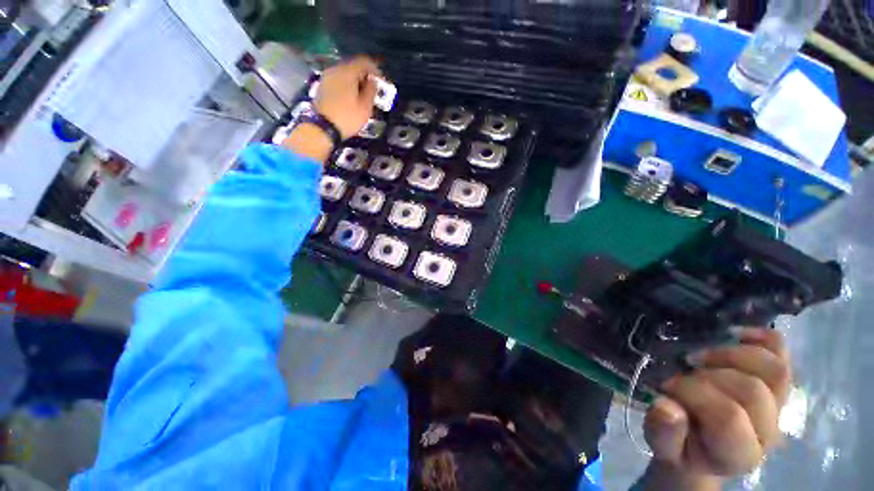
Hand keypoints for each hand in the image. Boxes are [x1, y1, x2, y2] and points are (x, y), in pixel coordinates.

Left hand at [314, 55, 380, 139]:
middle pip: (353, 66)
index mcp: (348, 72)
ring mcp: (327, 77)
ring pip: (345, 73)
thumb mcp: (365, 107)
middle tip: (372, 88)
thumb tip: (373, 82)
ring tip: (362, 94)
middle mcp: (336, 69)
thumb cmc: (347, 117)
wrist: (322, 127)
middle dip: (364, 75)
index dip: (375, 69)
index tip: (381, 80)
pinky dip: (347, 85)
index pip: (364, 62)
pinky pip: (338, 80)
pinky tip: (351, 97)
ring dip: (355, 81)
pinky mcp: (322, 85)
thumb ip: (371, 91)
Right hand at [643, 327, 790, 487]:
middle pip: (753, 391)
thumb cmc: (681, 447)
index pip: (729, 417)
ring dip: (731, 354)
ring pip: (774, 368)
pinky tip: (731, 335)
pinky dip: (758, 336)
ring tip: (701, 355)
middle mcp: (768, 431)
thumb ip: (663, 432)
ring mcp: (777, 404)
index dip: (694, 394)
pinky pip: (780, 350)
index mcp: (739, 454)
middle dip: (708, 374)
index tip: (666, 386)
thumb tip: (664, 405)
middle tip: (682, 372)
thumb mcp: (663, 446)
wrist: (704, 446)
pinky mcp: (776, 381)